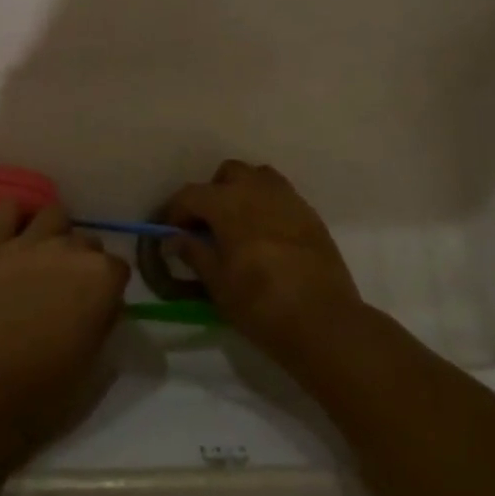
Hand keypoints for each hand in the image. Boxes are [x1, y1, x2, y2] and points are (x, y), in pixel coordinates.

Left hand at [0, 201, 129, 445]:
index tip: (99, 309)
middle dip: (84, 262)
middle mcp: (71, 249)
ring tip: (47, 260)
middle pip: (88, 241)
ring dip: (56, 234)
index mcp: (102, 277)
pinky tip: (16, 235)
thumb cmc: (45, 387)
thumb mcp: (94, 364)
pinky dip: (14, 217)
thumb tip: (105, 307)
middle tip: (69, 292)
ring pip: (54, 215)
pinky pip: (7, 210)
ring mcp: (30, 244)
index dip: (109, 290)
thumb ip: (106, 324)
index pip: (119, 268)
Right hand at [163, 161, 365, 370]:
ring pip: (258, 178)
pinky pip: (281, 196)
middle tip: (208, 226)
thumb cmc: (261, 304)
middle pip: (228, 174)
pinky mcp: (310, 214)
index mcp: (229, 203)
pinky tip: (266, 236)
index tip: (170, 232)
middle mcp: (258, 190)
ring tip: (238, 225)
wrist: (324, 321)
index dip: (175, 211)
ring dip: (243, 193)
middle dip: (213, 193)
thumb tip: (175, 238)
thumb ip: (194, 253)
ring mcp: (288, 199)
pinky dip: (267, 206)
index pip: (191, 194)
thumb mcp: (218, 284)